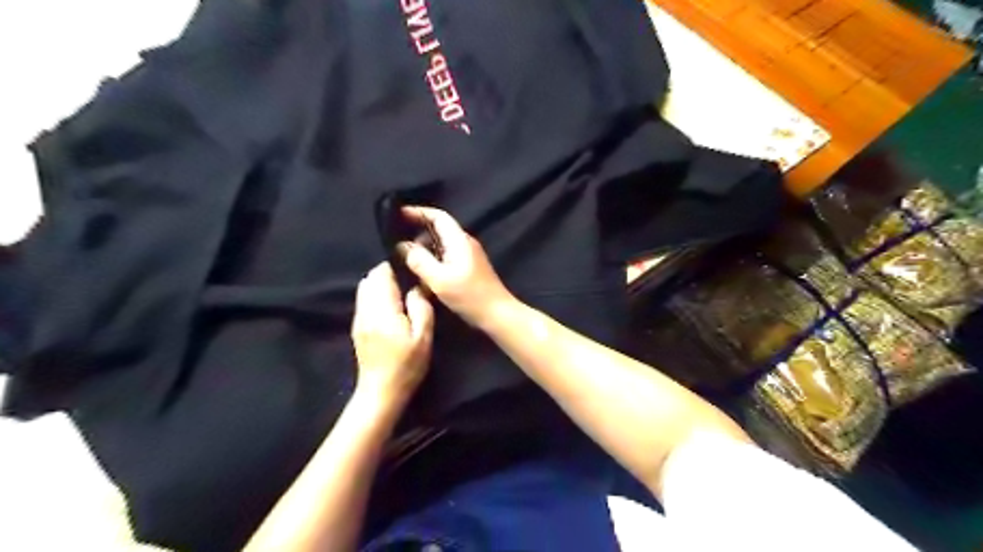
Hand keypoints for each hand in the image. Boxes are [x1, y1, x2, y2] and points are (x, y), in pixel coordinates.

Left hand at [351, 263, 429, 399]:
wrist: (380, 392)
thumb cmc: (406, 365)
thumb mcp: (423, 337)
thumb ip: (421, 307)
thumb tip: (417, 287)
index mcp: (382, 309)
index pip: (381, 274)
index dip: (396, 267)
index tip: (412, 270)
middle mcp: (365, 309)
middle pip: (370, 278)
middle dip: (387, 274)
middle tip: (408, 282)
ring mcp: (358, 319)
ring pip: (365, 289)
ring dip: (380, 285)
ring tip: (401, 293)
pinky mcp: (357, 327)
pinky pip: (364, 301)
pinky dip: (375, 296)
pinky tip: (391, 307)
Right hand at [396, 208, 514, 326]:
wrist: (497, 314)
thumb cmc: (470, 296)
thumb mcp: (439, 279)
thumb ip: (419, 260)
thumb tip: (402, 245)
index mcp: (459, 240)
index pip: (438, 216)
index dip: (418, 212)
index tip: (398, 214)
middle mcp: (464, 243)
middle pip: (438, 229)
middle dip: (417, 232)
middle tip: (396, 242)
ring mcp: (468, 256)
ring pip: (441, 244)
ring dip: (424, 248)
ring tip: (404, 258)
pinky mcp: (468, 268)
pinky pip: (446, 256)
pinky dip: (432, 259)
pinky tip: (421, 272)